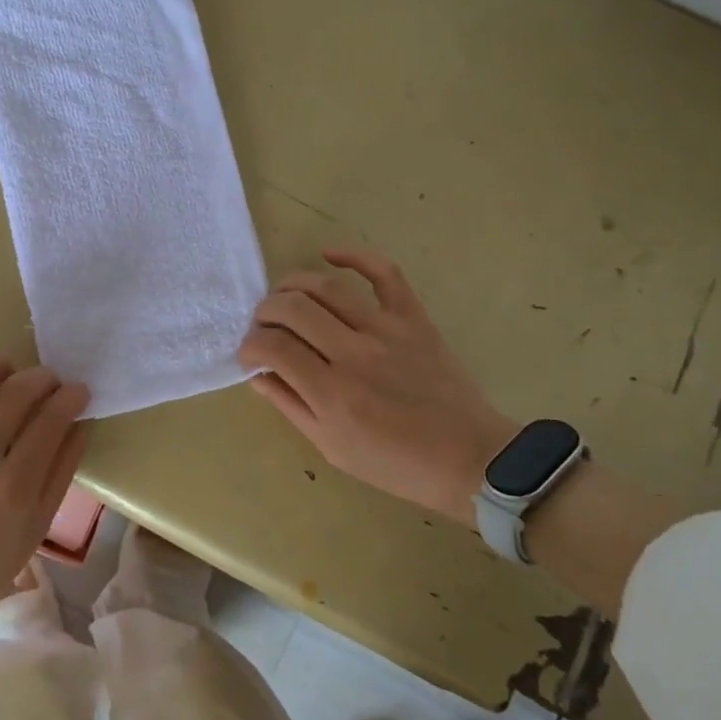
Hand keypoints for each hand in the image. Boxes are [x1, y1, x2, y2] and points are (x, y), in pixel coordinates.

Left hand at [0, 354, 91, 627]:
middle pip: (16, 393)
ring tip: (5, 369)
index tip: (77, 391)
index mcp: (13, 486)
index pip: (51, 419)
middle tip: (49, 381)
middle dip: (43, 377)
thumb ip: (62, 470)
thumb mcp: (38, 525)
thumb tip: (79, 422)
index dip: (71, 397)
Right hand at [237, 247, 516, 526]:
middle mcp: (354, 354)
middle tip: (262, 326)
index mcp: (332, 394)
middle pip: (292, 309)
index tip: (249, 355)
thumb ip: (290, 406)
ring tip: (283, 296)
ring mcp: (386, 331)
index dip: (250, 346)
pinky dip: (354, 255)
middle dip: (264, 312)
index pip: (272, 348)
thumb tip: (257, 374)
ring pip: (326, 287)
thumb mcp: (332, 448)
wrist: (471, 459)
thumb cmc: (397, 464)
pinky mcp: (413, 318)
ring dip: (292, 284)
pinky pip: (384, 273)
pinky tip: (328, 255)